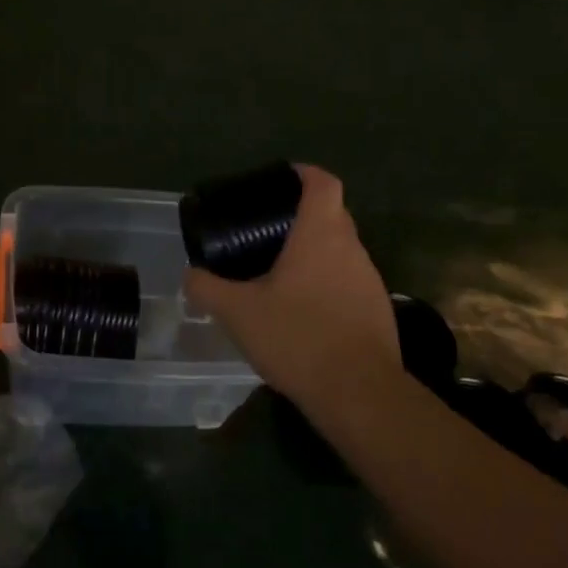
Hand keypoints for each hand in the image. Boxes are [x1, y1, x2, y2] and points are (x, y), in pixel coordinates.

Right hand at [185, 164, 404, 412]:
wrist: (358, 393)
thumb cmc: (297, 337)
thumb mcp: (237, 312)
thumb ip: (207, 288)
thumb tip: (190, 275)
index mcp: (321, 235)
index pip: (323, 183)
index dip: (303, 174)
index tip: (281, 179)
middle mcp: (352, 249)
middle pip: (332, 215)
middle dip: (302, 216)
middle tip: (266, 231)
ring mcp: (370, 281)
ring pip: (341, 252)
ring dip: (315, 254)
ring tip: (280, 273)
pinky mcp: (377, 311)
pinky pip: (348, 283)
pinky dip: (326, 285)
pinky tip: (302, 312)